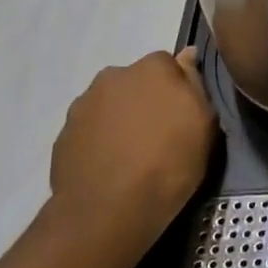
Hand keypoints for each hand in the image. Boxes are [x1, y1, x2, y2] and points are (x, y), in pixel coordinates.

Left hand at [47, 48, 214, 267]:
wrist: (106, 212)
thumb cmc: (168, 163)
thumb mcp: (204, 123)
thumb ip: (194, 83)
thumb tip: (187, 55)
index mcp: (152, 67)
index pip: (170, 66)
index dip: (178, 91)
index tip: (183, 116)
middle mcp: (113, 76)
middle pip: (137, 83)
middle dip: (147, 102)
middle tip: (160, 136)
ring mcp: (83, 106)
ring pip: (111, 106)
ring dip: (122, 121)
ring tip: (133, 157)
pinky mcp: (63, 136)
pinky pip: (91, 131)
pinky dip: (101, 142)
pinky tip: (112, 168)